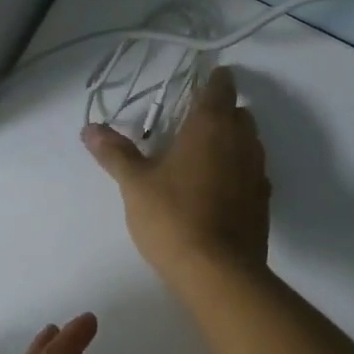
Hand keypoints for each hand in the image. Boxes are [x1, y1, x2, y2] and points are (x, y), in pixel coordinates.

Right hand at [82, 65, 270, 292]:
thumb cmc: (173, 216)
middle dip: (221, 112)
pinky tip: (219, 189)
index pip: (221, 86)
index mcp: (211, 124)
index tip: (198, 84)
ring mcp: (257, 171)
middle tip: (192, 124)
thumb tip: (89, 128)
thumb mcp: (135, 183)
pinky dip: (239, 172)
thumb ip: (115, 152)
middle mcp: (241, 140)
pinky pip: (253, 173)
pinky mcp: (264, 201)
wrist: (219, 273)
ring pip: (249, 142)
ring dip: (232, 141)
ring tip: (203, 157)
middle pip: (239, 113)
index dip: (213, 80)